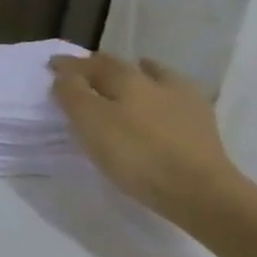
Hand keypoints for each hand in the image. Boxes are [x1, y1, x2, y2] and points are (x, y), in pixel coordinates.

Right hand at [49, 52, 256, 233]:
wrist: (203, 193)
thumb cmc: (136, 153)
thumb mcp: (89, 121)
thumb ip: (71, 93)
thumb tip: (65, 74)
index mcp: (127, 77)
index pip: (91, 63)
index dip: (69, 64)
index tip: (52, 66)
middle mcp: (157, 82)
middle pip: (124, 67)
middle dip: (102, 67)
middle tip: (85, 74)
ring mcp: (186, 104)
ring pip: (156, 79)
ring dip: (138, 77)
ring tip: (125, 87)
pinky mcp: (204, 129)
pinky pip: (174, 103)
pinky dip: (160, 100)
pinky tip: (157, 111)